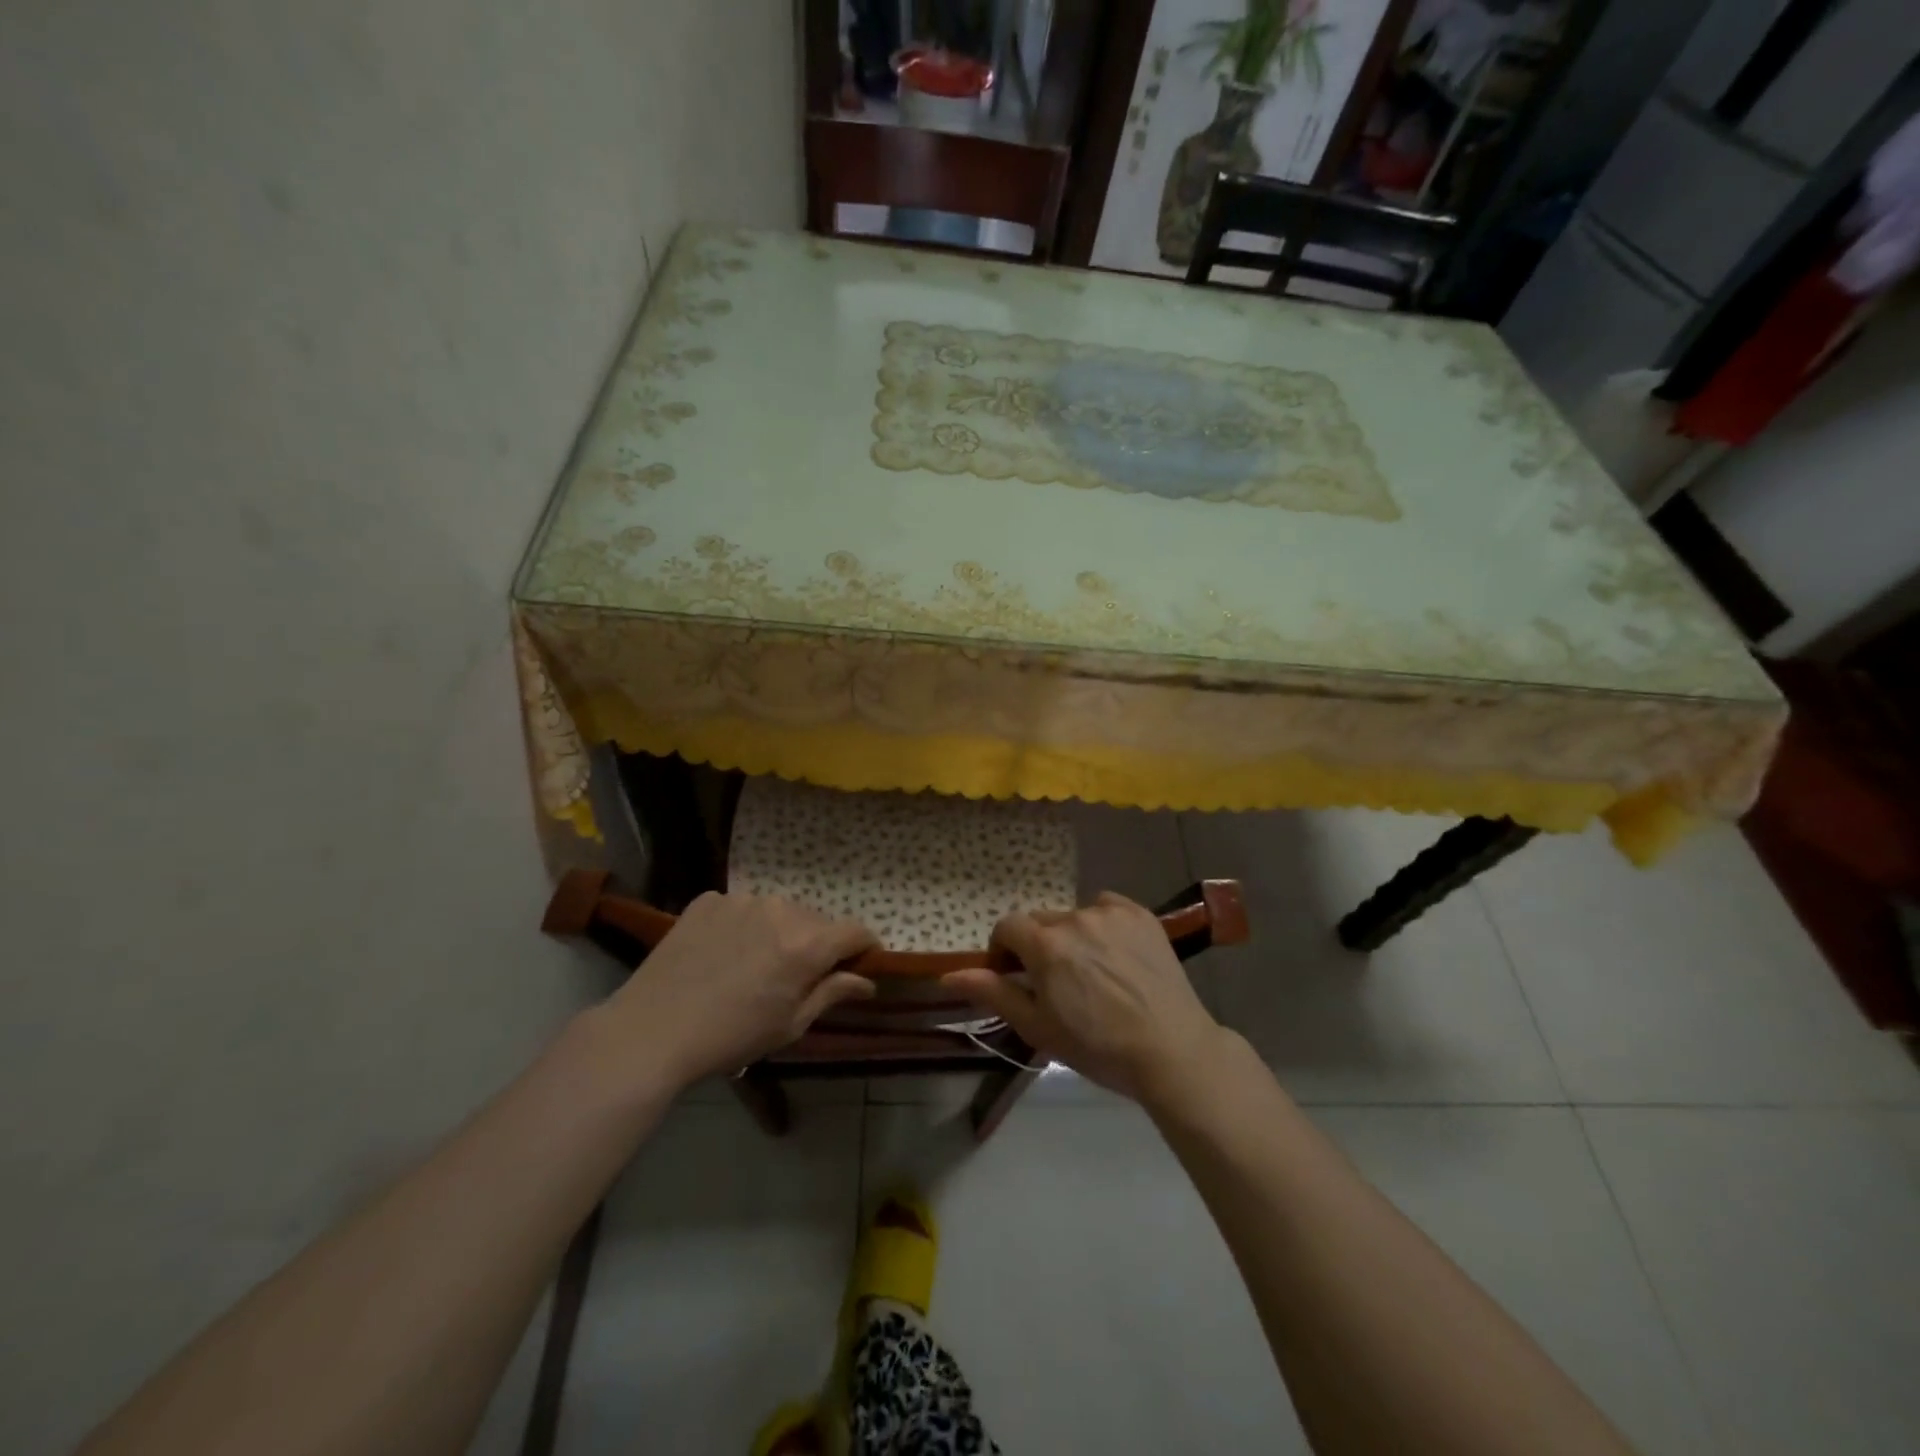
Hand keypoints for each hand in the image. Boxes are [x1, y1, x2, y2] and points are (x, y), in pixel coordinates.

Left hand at [599, 892, 877, 1090]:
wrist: (652, 1030)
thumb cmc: (730, 1037)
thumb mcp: (790, 1025)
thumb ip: (832, 993)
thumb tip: (867, 980)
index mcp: (806, 944)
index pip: (855, 931)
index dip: (864, 947)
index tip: (859, 963)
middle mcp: (780, 910)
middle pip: (815, 920)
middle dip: (816, 943)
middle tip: (794, 977)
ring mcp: (741, 900)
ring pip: (777, 912)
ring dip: (778, 931)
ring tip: (752, 964)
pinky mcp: (708, 900)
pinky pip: (740, 909)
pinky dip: (742, 926)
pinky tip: (721, 954)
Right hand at [942, 891, 1226, 1104]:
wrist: (1170, 1050)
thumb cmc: (1097, 1046)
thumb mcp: (1037, 1027)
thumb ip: (993, 993)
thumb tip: (948, 974)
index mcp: (1045, 945)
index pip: (1007, 927)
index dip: (1004, 951)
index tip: (1016, 978)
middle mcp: (1074, 917)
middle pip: (1040, 923)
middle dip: (1039, 947)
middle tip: (1057, 984)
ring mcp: (1110, 913)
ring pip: (1074, 917)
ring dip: (1072, 937)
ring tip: (1092, 973)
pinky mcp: (1139, 914)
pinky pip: (1106, 909)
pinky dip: (1102, 925)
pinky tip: (1115, 956)